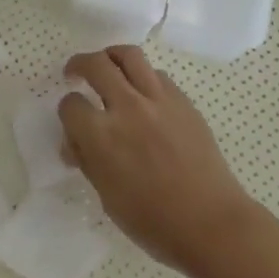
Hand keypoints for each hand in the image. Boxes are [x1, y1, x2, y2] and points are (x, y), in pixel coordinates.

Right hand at [58, 46, 259, 273]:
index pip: (71, 104)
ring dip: (110, 56)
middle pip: (96, 65)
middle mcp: (127, 107)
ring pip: (129, 55)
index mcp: (102, 135)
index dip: (67, 112)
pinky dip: (142, 76)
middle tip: (75, 73)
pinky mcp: (182, 101)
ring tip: (107, 65)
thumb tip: (74, 142)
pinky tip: (142, 93)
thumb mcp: (107, 197)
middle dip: (79, 65)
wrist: (211, 222)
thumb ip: (88, 161)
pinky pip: (156, 74)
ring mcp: (158, 99)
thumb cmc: (154, 221)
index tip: (72, 121)